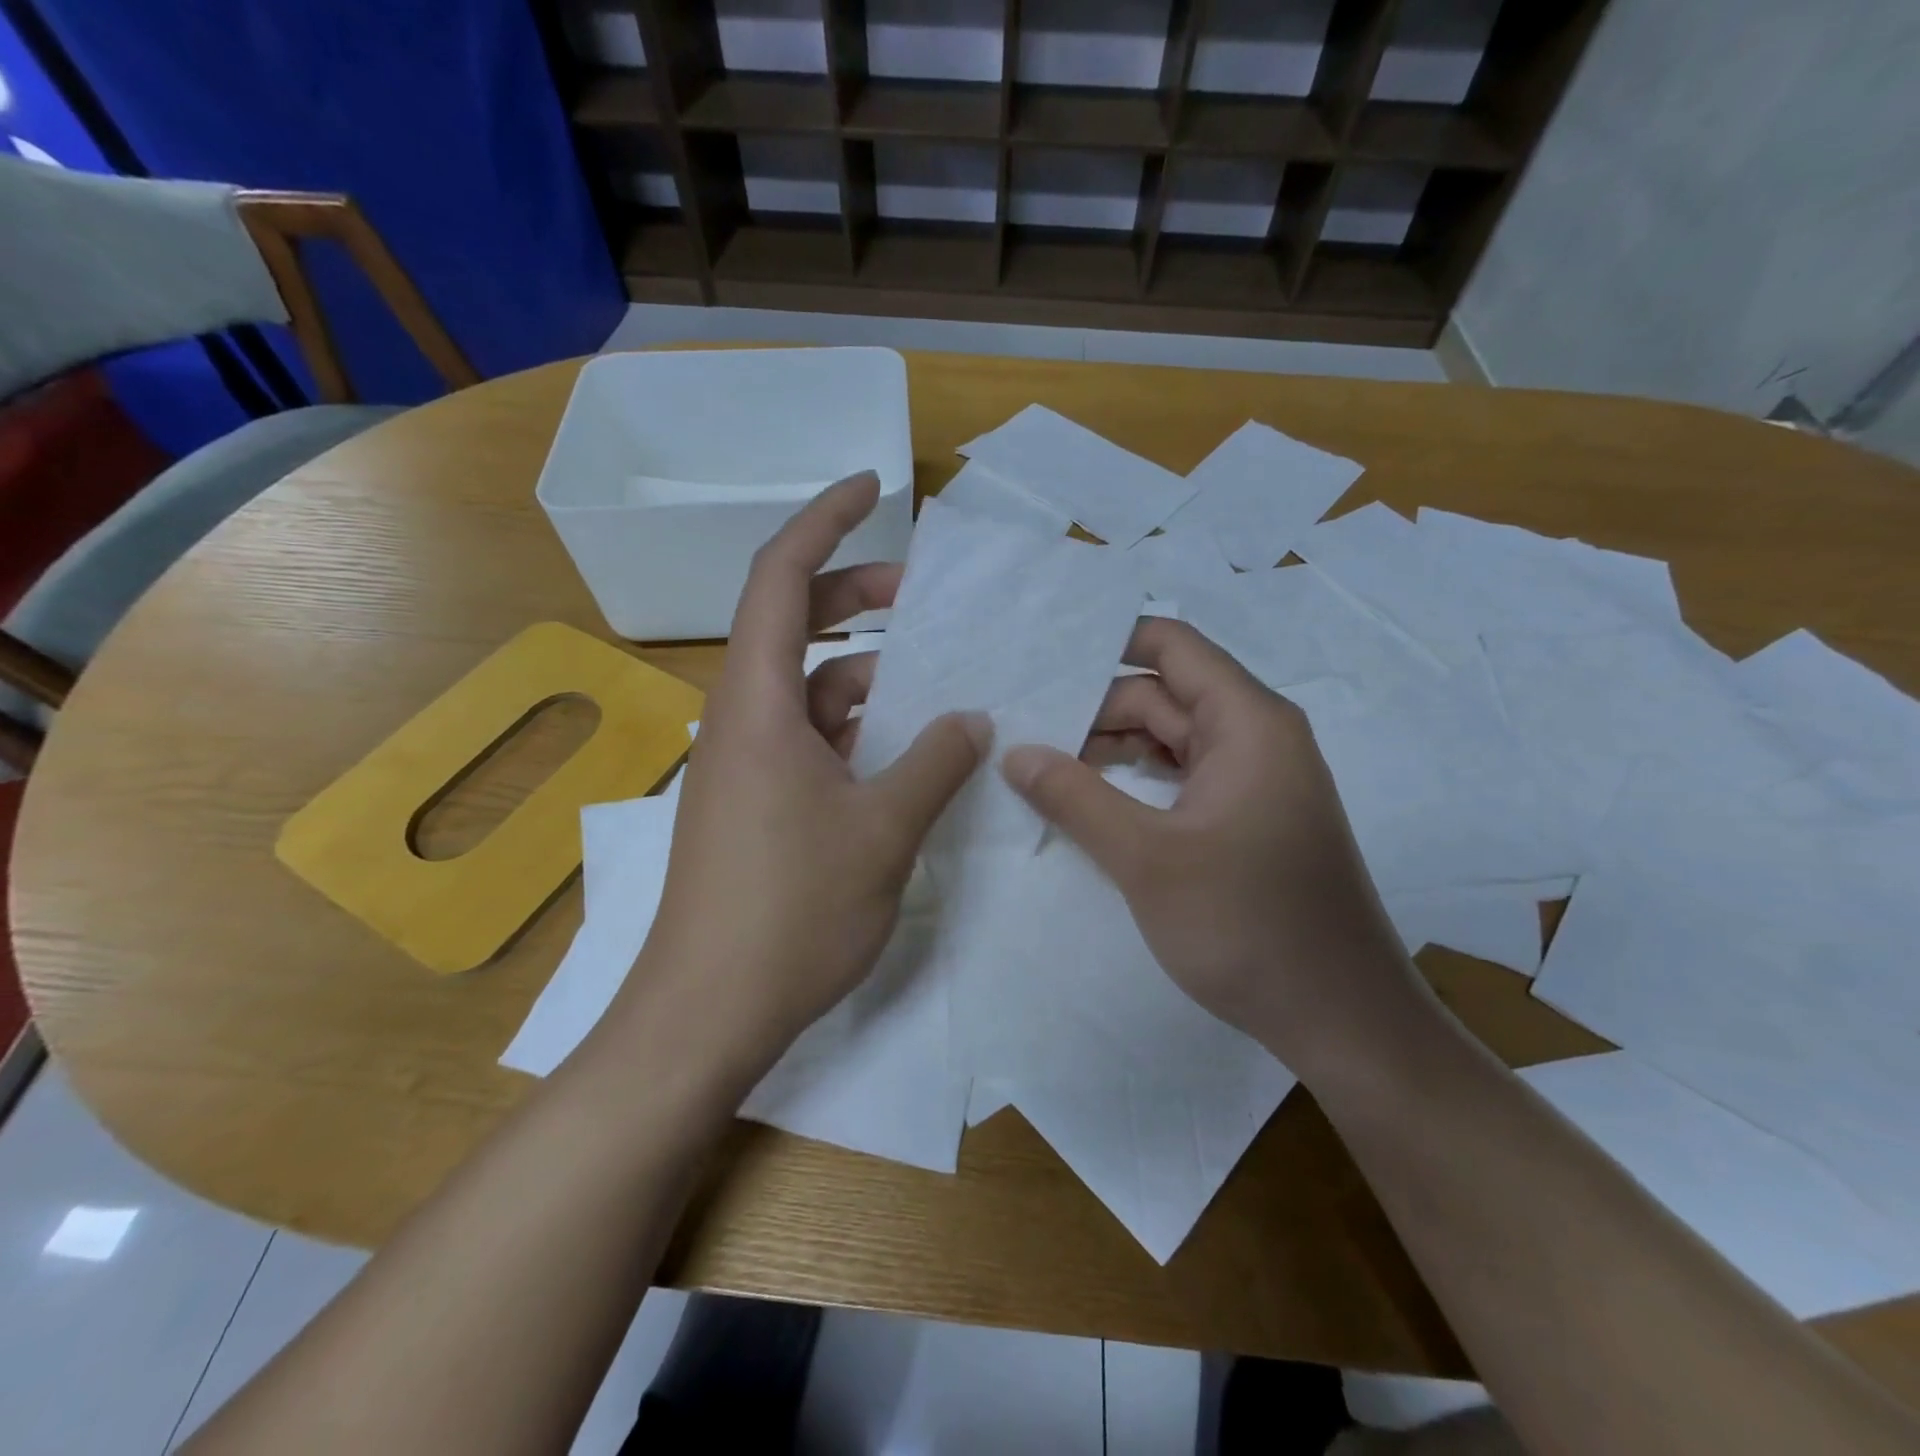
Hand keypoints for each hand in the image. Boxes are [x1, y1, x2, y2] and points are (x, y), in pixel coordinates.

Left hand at [621, 474, 988, 1072]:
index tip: (873, 488)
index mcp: (759, 704)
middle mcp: (744, 720)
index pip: (780, 577)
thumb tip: (972, 718)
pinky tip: (910, 749)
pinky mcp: (758, 805)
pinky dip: (860, 729)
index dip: (824, 521)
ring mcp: (748, 765)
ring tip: (940, 681)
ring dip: (869, 675)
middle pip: (794, 624)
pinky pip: (814, 740)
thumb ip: (935, 762)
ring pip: (811, 689)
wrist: (707, 1013)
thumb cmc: (790, 912)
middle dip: (857, 596)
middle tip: (926, 598)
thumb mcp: (883, 830)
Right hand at [1001, 617, 1420, 1075]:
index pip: (1171, 646)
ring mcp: (1254, 781)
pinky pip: (1182, 779)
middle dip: (1094, 708)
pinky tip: (1091, 801)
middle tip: (1022, 731)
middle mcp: (1256, 737)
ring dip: (1111, 747)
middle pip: (1164, 694)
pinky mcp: (1248, 820)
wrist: (1341, 1019)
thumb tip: (1014, 752)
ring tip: (1042, 764)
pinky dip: (1136, 781)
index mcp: (1247, 722)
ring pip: (1170, 740)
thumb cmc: (1248, 925)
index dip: (1106, 644)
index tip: (1042, 662)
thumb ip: (1075, 797)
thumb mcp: (1147, 858)